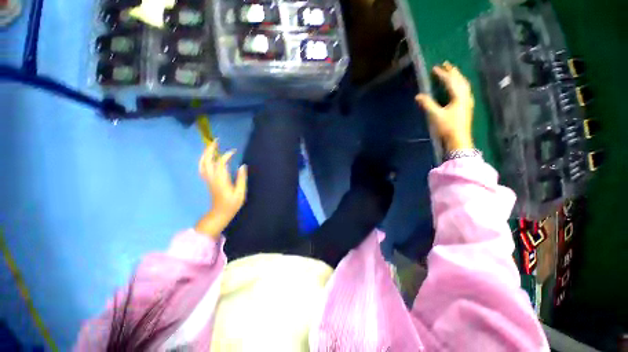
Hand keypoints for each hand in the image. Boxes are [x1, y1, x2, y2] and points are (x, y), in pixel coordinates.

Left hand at [195, 141, 246, 237]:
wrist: (219, 213)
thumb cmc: (232, 204)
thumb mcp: (240, 193)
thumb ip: (241, 179)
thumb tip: (243, 165)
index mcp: (221, 180)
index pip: (220, 163)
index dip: (226, 155)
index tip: (234, 151)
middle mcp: (212, 178)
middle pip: (207, 161)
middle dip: (210, 149)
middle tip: (216, 140)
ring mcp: (208, 179)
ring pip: (202, 164)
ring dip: (206, 153)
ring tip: (211, 146)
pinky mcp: (208, 181)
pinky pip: (203, 167)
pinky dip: (204, 160)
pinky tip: (209, 157)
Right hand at [416, 62, 474, 151]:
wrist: (458, 140)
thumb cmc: (447, 127)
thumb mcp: (435, 115)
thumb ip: (427, 104)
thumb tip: (418, 96)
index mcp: (459, 96)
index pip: (450, 81)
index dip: (442, 74)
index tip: (435, 68)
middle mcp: (465, 96)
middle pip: (460, 80)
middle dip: (453, 72)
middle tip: (446, 64)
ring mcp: (467, 102)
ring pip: (464, 85)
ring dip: (457, 77)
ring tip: (452, 72)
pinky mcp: (466, 107)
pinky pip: (464, 90)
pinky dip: (460, 85)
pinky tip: (458, 87)